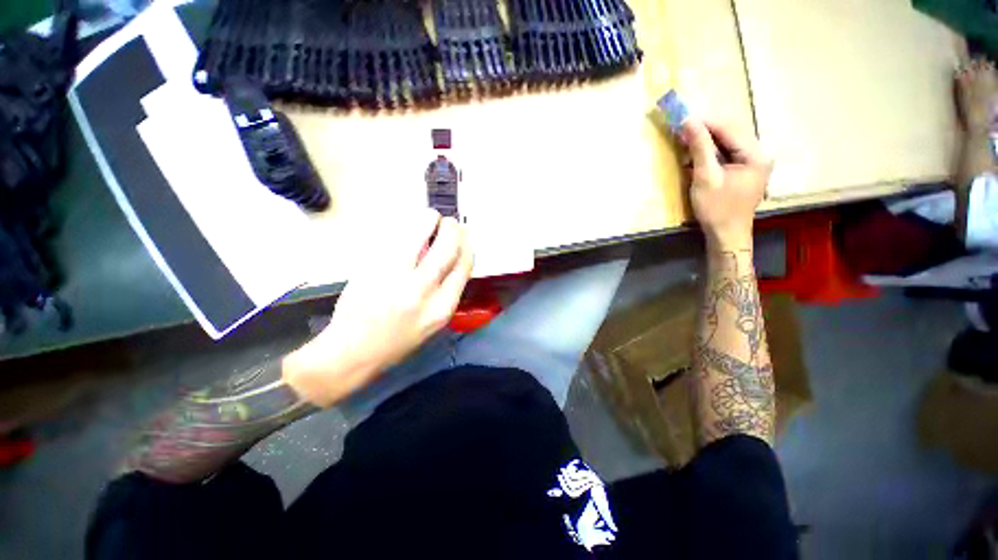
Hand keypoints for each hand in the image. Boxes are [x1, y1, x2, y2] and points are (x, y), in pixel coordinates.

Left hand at [283, 209, 473, 406]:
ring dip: (429, 220)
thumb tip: (449, 260)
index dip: (467, 246)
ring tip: (431, 217)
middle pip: (448, 247)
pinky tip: (409, 227)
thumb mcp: (433, 322)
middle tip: (449, 222)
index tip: (465, 236)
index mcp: (443, 308)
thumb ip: (444, 292)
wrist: (354, 353)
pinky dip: (407, 227)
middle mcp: (424, 291)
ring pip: (422, 235)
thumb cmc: (397, 342)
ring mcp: (397, 277)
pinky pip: (397, 239)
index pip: (464, 267)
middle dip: (453, 229)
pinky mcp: (374, 268)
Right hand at [680, 118, 772, 250]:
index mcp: (755, 154)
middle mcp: (759, 154)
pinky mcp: (745, 171)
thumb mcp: (705, 178)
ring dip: (707, 141)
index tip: (683, 119)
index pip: (730, 128)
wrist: (727, 235)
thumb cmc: (717, 209)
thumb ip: (700, 148)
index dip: (706, 122)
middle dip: (706, 130)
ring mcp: (754, 163)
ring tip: (687, 142)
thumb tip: (689, 121)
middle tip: (682, 131)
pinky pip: (728, 153)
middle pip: (731, 132)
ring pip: (729, 142)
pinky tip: (697, 155)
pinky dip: (712, 152)